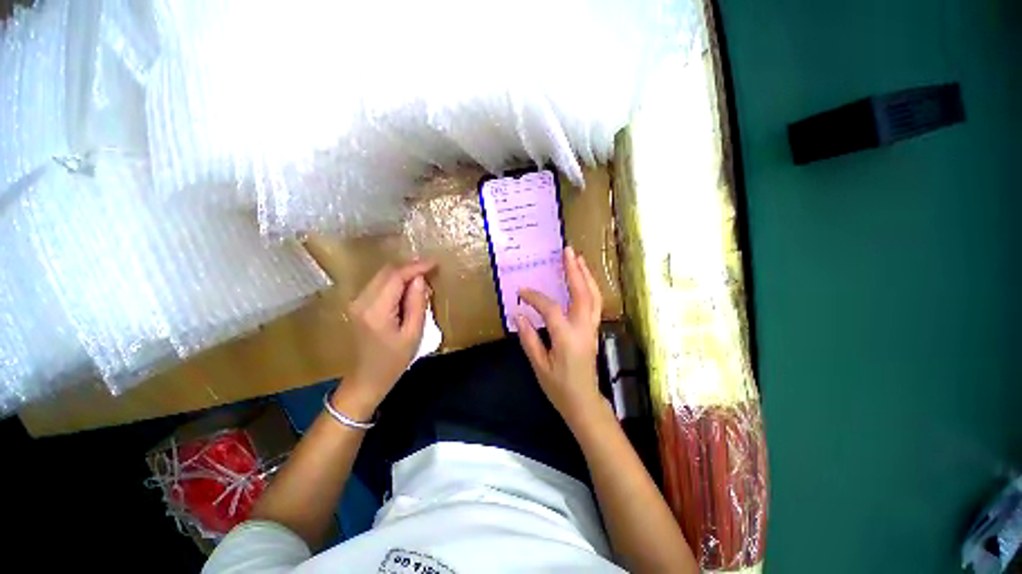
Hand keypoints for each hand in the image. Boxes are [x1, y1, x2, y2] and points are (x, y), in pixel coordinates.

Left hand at [343, 260, 435, 413]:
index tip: (435, 263)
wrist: (366, 379)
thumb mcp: (413, 334)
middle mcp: (361, 301)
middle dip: (410, 267)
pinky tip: (408, 288)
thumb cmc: (394, 361)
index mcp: (376, 310)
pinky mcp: (358, 305)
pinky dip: (395, 281)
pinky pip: (379, 284)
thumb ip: (417, 304)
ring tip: (423, 280)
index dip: (416, 267)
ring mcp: (356, 302)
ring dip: (403, 274)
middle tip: (431, 269)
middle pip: (386, 272)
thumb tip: (420, 279)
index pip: (395, 277)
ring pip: (382, 276)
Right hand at [517, 246, 603, 428]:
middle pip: (582, 293)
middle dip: (575, 270)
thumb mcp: (539, 365)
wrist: (584, 401)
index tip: (521, 291)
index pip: (550, 308)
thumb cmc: (559, 387)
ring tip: (578, 259)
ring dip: (586, 275)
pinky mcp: (593, 330)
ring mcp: (591, 328)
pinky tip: (583, 280)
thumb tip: (518, 314)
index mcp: (566, 337)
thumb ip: (528, 338)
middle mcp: (583, 328)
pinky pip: (594, 303)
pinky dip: (589, 287)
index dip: (534, 297)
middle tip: (568, 251)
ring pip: (593, 296)